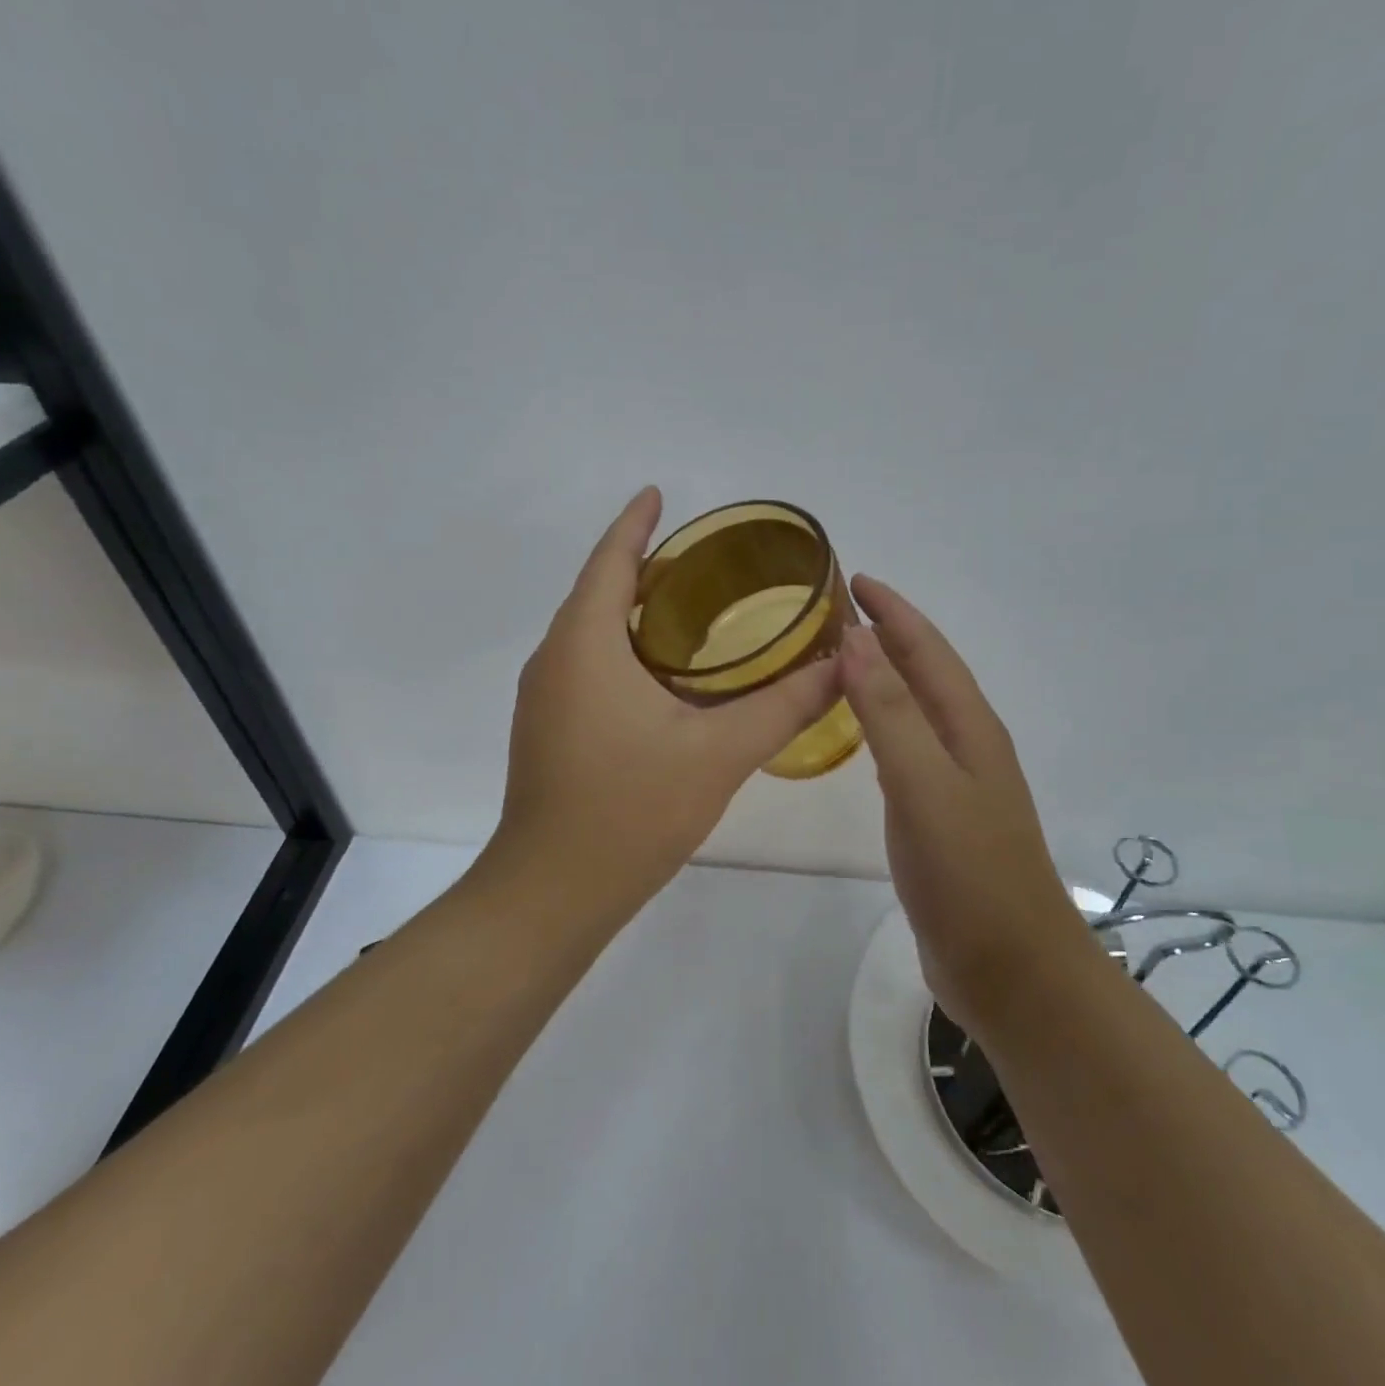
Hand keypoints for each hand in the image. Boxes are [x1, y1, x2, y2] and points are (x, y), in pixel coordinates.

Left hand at [488, 488, 840, 914]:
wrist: (552, 892)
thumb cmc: (630, 810)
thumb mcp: (719, 753)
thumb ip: (784, 705)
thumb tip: (840, 665)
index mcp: (584, 645)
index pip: (609, 561)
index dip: (635, 523)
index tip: (657, 493)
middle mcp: (554, 660)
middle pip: (597, 592)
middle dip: (642, 566)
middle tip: (703, 561)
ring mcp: (544, 698)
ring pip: (590, 634)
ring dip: (632, 612)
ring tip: (691, 608)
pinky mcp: (548, 731)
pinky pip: (586, 667)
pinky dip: (623, 651)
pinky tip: (665, 677)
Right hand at [839, 576, 1085, 1030]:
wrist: (1013, 972)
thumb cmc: (970, 875)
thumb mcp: (925, 785)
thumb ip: (889, 713)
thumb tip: (855, 639)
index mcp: (969, 728)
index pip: (927, 650)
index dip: (892, 611)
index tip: (852, 579)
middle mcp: (966, 745)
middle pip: (924, 673)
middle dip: (886, 635)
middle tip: (835, 613)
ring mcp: (955, 783)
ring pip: (914, 710)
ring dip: (883, 677)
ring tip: (841, 659)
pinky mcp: (939, 817)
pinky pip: (905, 751)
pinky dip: (881, 725)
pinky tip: (862, 735)